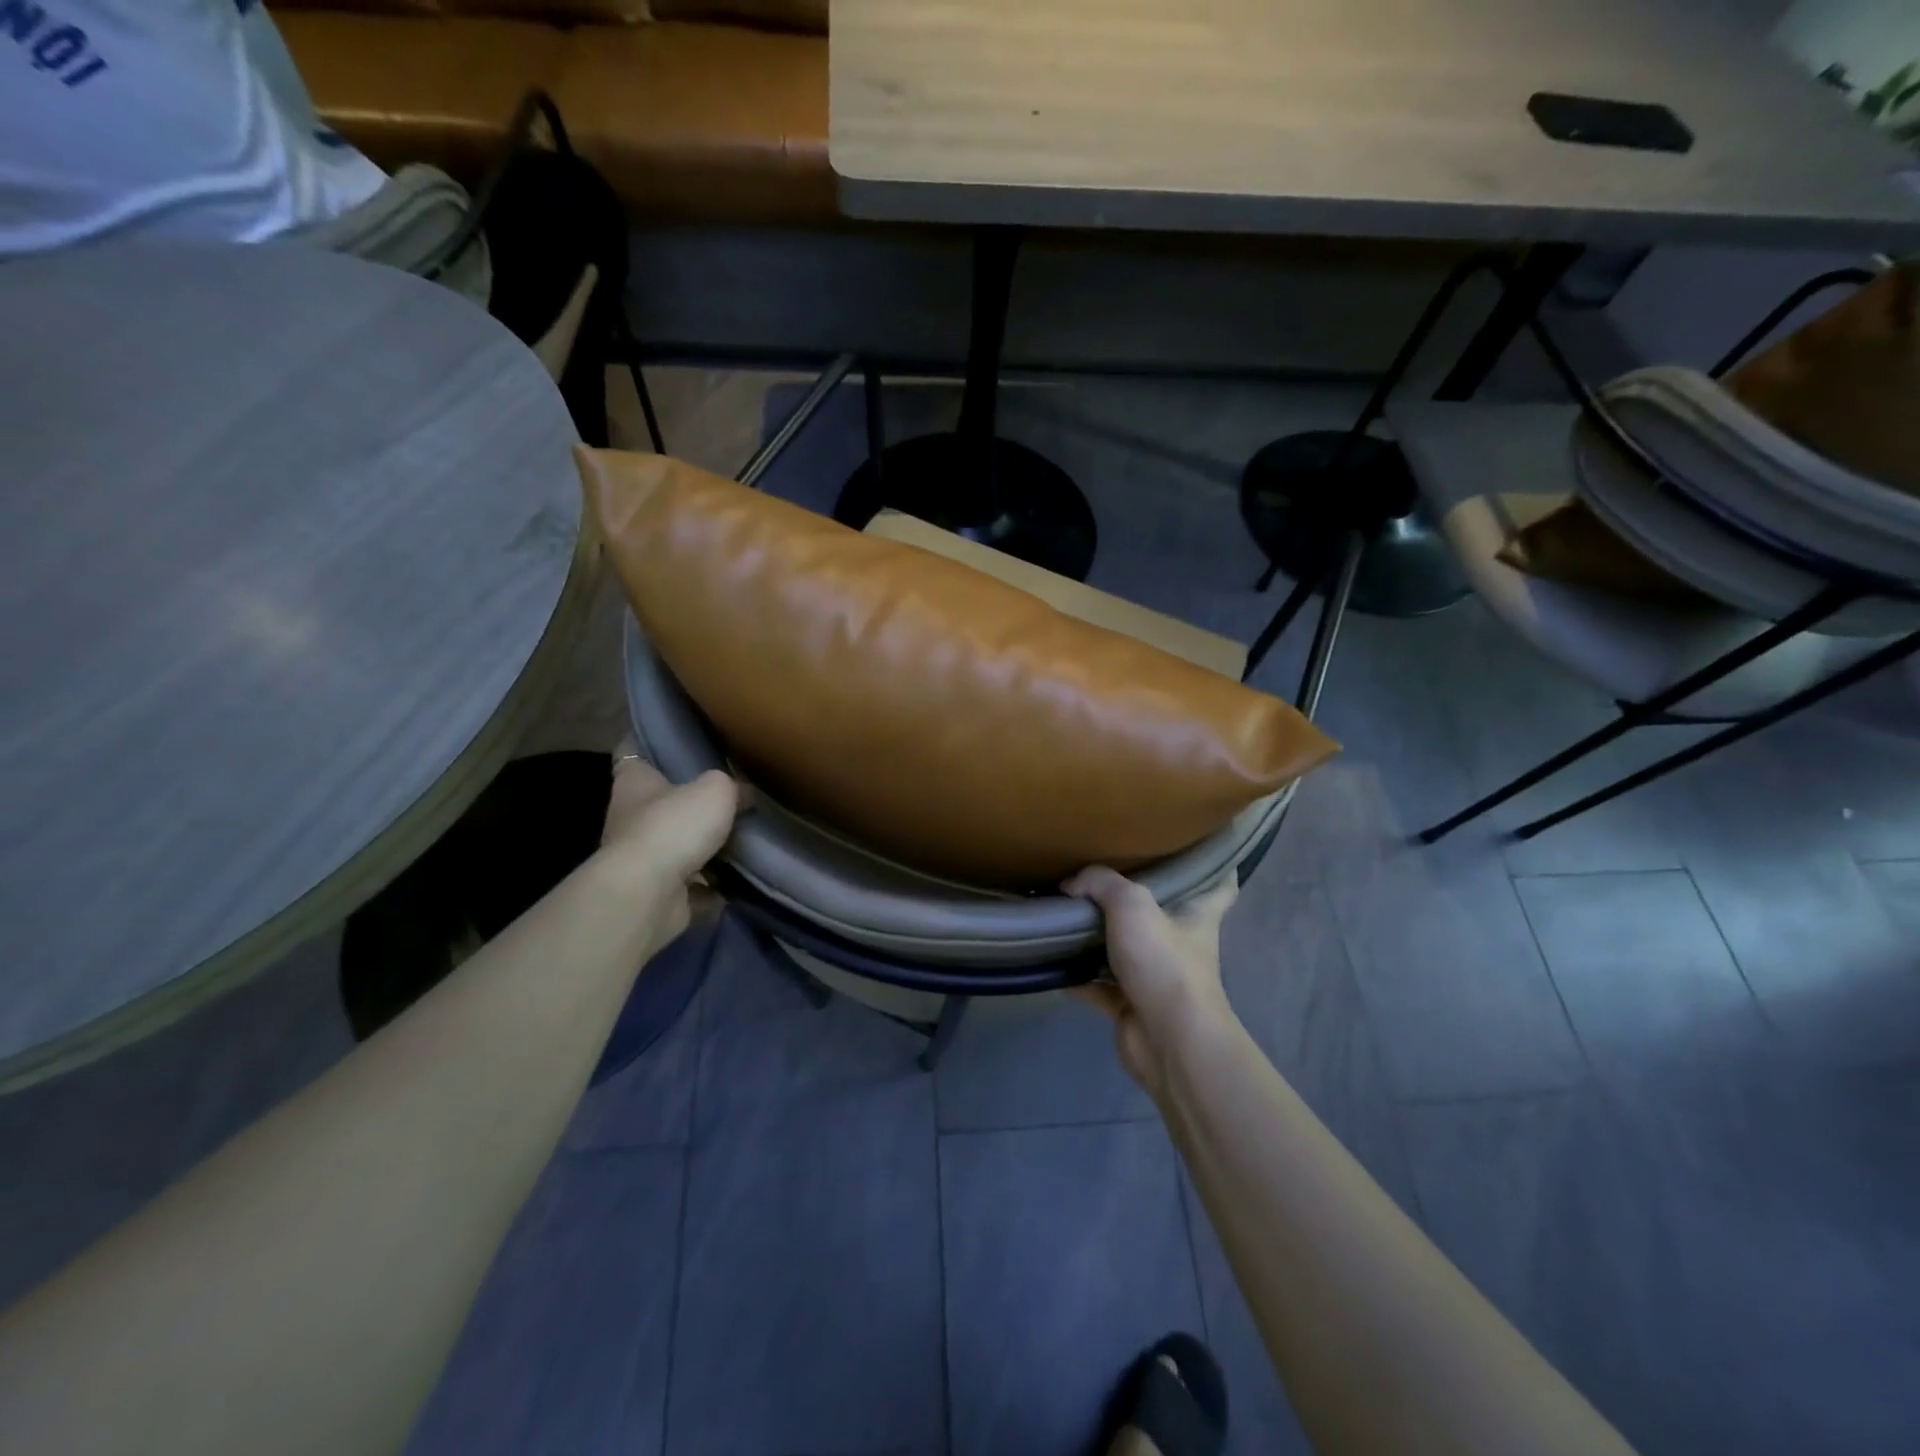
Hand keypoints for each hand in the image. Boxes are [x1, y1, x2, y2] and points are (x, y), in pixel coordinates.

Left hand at [600, 745, 739, 951]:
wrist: (649, 894)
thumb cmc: (674, 826)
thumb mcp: (716, 790)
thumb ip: (731, 786)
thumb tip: (743, 794)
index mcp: (635, 782)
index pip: (632, 752)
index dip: (649, 744)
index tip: (671, 740)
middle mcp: (630, 817)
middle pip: (659, 802)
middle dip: (688, 802)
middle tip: (727, 794)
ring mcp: (640, 860)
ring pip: (675, 846)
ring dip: (702, 847)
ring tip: (742, 840)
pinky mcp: (655, 893)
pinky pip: (689, 886)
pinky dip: (710, 888)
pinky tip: (738, 881)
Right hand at [1064, 867, 1238, 1096]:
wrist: (1168, 1040)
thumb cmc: (1164, 962)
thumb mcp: (1132, 904)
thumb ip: (1100, 883)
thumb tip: (1070, 884)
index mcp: (1197, 915)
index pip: (1219, 885)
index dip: (1214, 867)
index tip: (1196, 849)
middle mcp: (1180, 944)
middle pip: (1161, 915)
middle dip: (1136, 899)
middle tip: (1103, 874)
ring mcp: (1156, 977)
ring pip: (1124, 949)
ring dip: (1098, 937)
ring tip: (1065, 912)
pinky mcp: (1131, 1005)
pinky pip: (1097, 984)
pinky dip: (1077, 976)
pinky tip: (1051, 959)